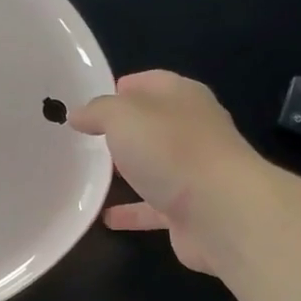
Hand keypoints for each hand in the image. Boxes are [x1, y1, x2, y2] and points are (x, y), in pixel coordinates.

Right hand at [69, 70, 259, 276]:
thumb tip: (78, 115)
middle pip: (152, 125)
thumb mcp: (123, 116)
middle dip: (121, 130)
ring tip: (90, 175)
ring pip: (154, 166)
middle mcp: (192, 130)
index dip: (121, 87)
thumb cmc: (172, 150)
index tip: (89, 101)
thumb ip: (98, 112)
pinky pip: (153, 207)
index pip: (150, 82)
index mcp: (182, 97)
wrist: (222, 213)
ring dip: (128, 170)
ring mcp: (194, 172)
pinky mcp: (190, 210)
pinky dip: (131, 211)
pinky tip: (105, 217)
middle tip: (84, 139)